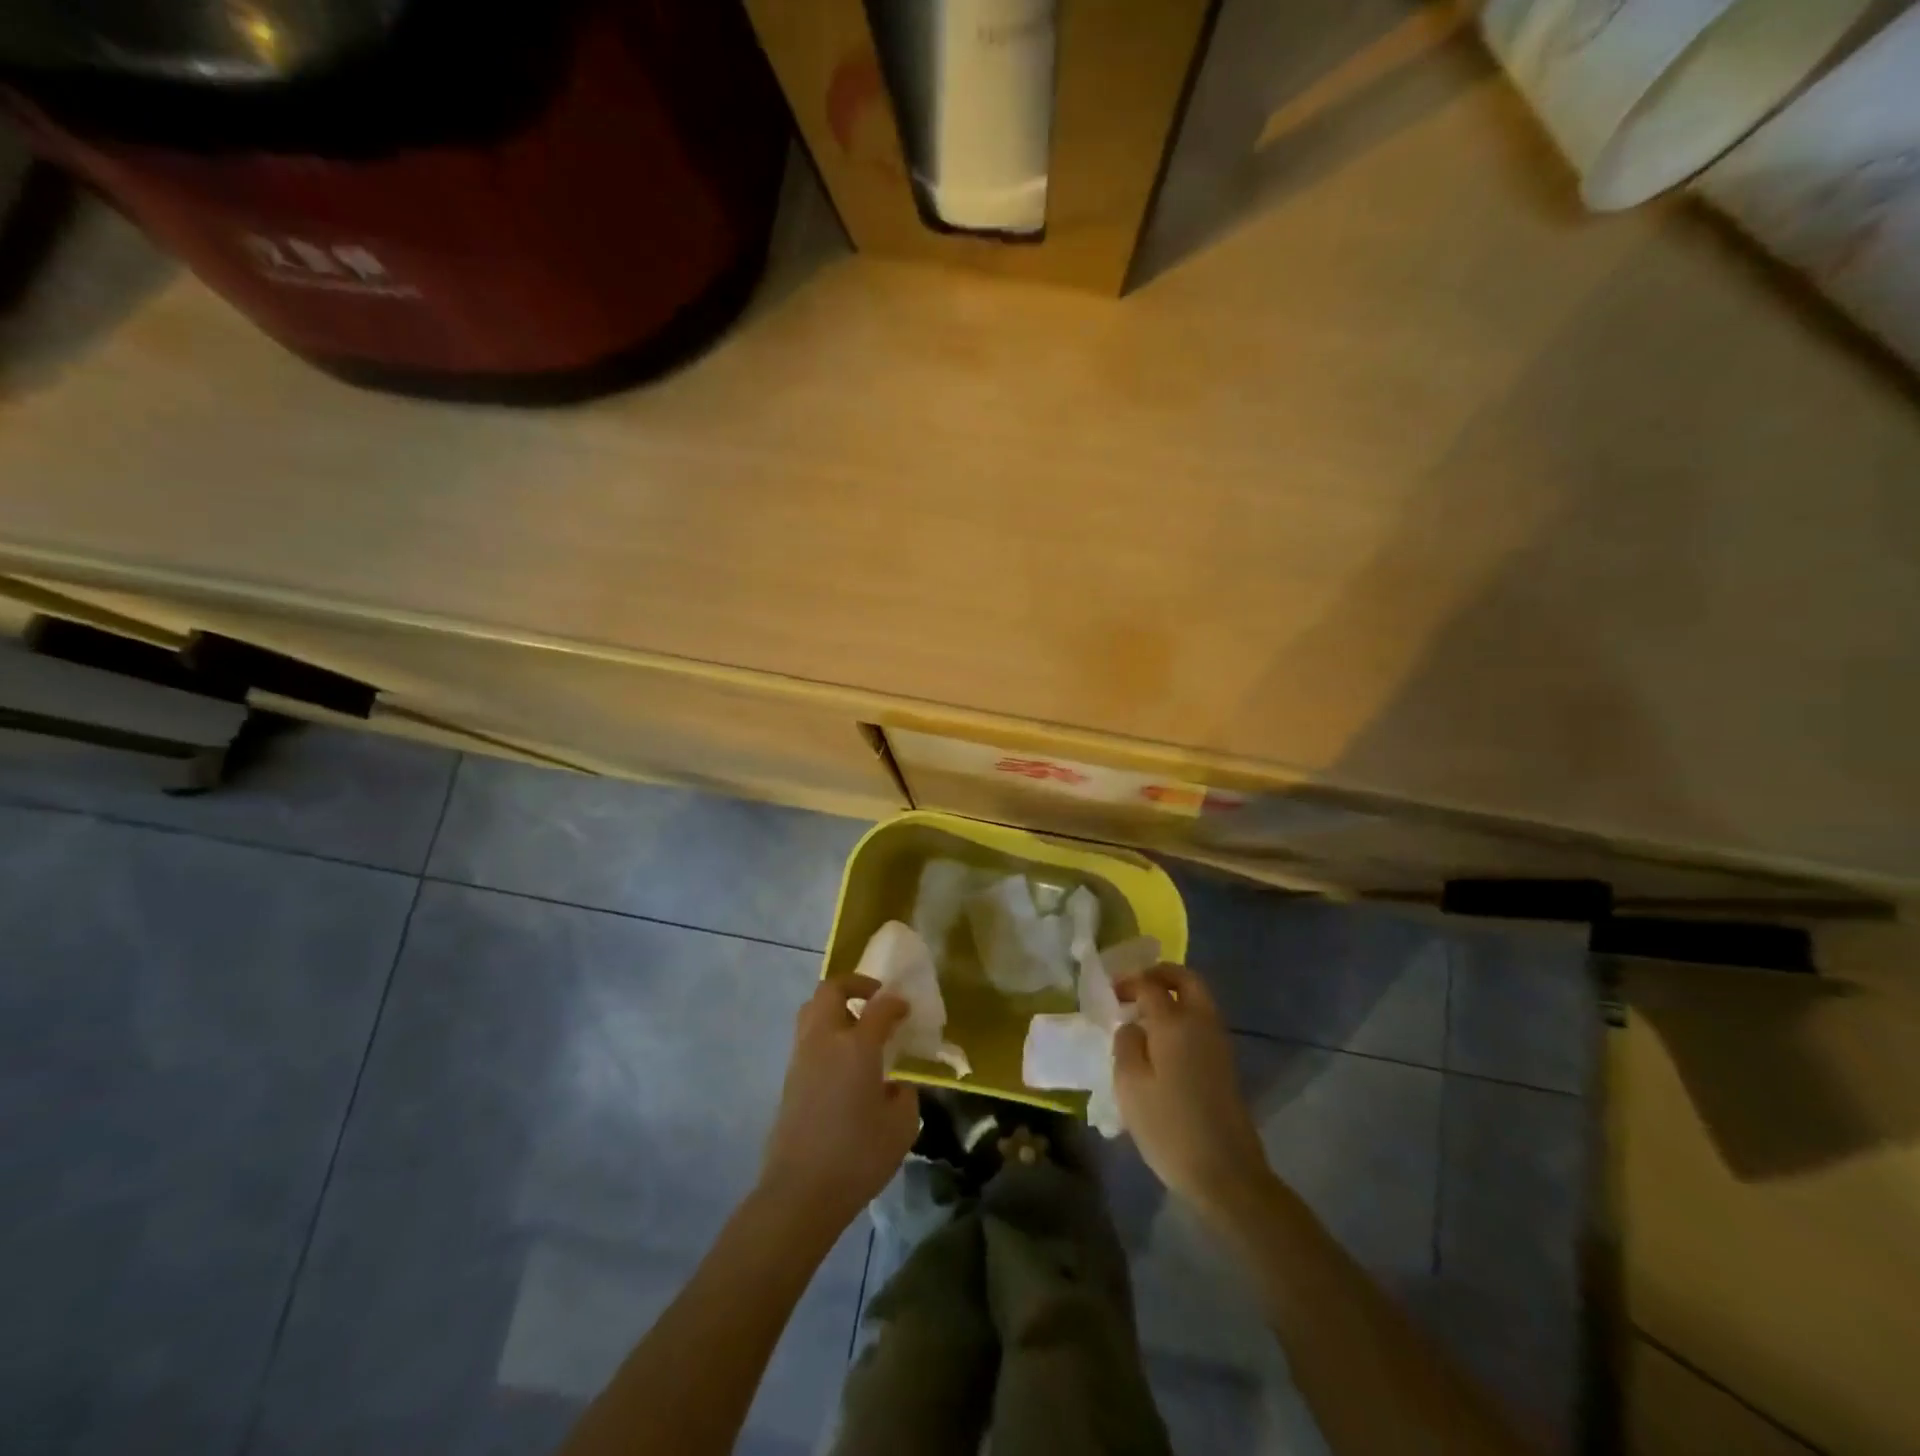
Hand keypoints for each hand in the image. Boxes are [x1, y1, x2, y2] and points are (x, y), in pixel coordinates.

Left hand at [759, 976, 919, 1232]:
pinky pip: (807, 1038)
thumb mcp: (901, 1127)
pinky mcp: (788, 1079)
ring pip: (812, 1010)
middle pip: (830, 990)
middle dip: (854, 985)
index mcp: (856, 1046)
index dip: (895, 1002)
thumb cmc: (857, 1157)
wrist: (799, 1193)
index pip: (879, 1006)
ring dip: (835, 1008)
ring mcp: (801, 1058)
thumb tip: (895, 1084)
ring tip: (857, 1028)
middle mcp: (825, 1041)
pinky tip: (843, 1063)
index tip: (906, 1009)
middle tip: (874, 1000)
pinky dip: (825, 1035)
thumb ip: (904, 1095)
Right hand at [1114, 964, 1275, 1221]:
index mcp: (1175, 1022)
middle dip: (1160, 974)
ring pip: (1198, 999)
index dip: (1129, 982)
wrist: (1226, 1173)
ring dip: (1173, 995)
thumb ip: (1126, 1044)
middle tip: (1135, 987)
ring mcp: (1218, 1042)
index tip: (1111, 993)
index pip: (1151, 984)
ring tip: (1144, 1015)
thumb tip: (1132, 1026)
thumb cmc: (1169, 1127)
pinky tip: (1161, 1042)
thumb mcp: (1130, 1085)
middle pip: (1186, 979)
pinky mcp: (1225, 1064)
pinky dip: (1182, 1016)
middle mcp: (1201, 1022)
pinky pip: (1202, 1021)